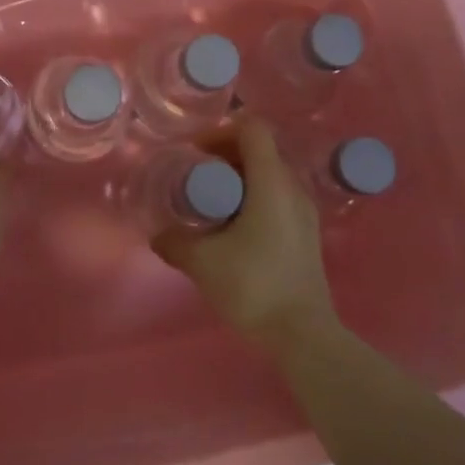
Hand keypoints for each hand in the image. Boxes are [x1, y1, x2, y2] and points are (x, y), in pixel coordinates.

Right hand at [151, 119, 336, 353]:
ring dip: (239, 178)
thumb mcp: (202, 262)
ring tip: (212, 203)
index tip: (196, 153)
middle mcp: (293, 187)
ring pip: (270, 174)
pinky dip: (254, 197)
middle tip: (197, 176)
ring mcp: (304, 211)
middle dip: (225, 155)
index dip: (221, 131)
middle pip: (260, 149)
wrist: (303, 334)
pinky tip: (233, 227)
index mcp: (271, 182)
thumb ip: (174, 242)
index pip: (252, 129)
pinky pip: (278, 196)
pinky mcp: (306, 232)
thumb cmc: (253, 286)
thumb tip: (158, 235)